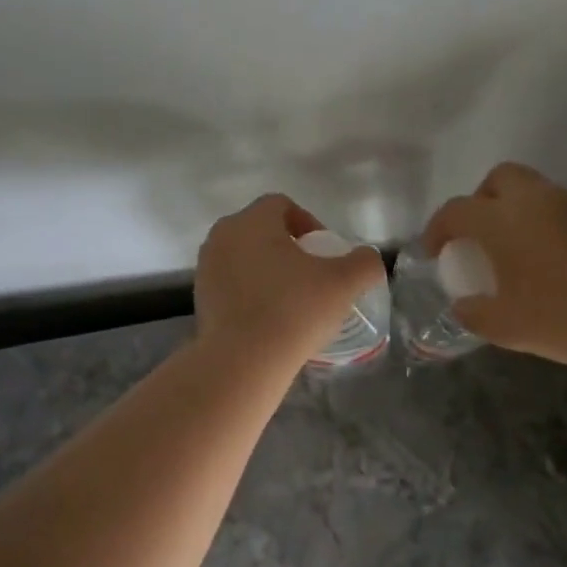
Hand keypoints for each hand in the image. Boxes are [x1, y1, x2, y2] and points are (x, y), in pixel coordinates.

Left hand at [195, 194, 385, 372]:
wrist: (243, 362)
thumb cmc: (295, 311)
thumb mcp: (345, 283)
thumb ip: (365, 262)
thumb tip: (367, 259)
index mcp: (251, 221)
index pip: (282, 205)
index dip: (309, 223)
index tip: (325, 255)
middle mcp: (222, 236)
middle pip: (261, 230)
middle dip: (288, 247)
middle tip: (312, 276)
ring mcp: (206, 268)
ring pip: (244, 258)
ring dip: (268, 271)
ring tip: (292, 301)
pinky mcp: (200, 299)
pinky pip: (232, 284)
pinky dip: (251, 293)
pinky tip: (270, 319)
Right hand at [422, 163, 566, 373]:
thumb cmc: (557, 318)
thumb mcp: (501, 325)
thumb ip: (472, 312)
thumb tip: (463, 306)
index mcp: (501, 220)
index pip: (456, 211)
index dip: (437, 230)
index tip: (433, 253)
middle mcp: (532, 201)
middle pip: (497, 180)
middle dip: (477, 202)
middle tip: (472, 237)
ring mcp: (566, 207)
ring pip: (528, 188)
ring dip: (508, 208)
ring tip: (503, 248)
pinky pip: (550, 206)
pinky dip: (533, 220)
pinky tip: (534, 257)